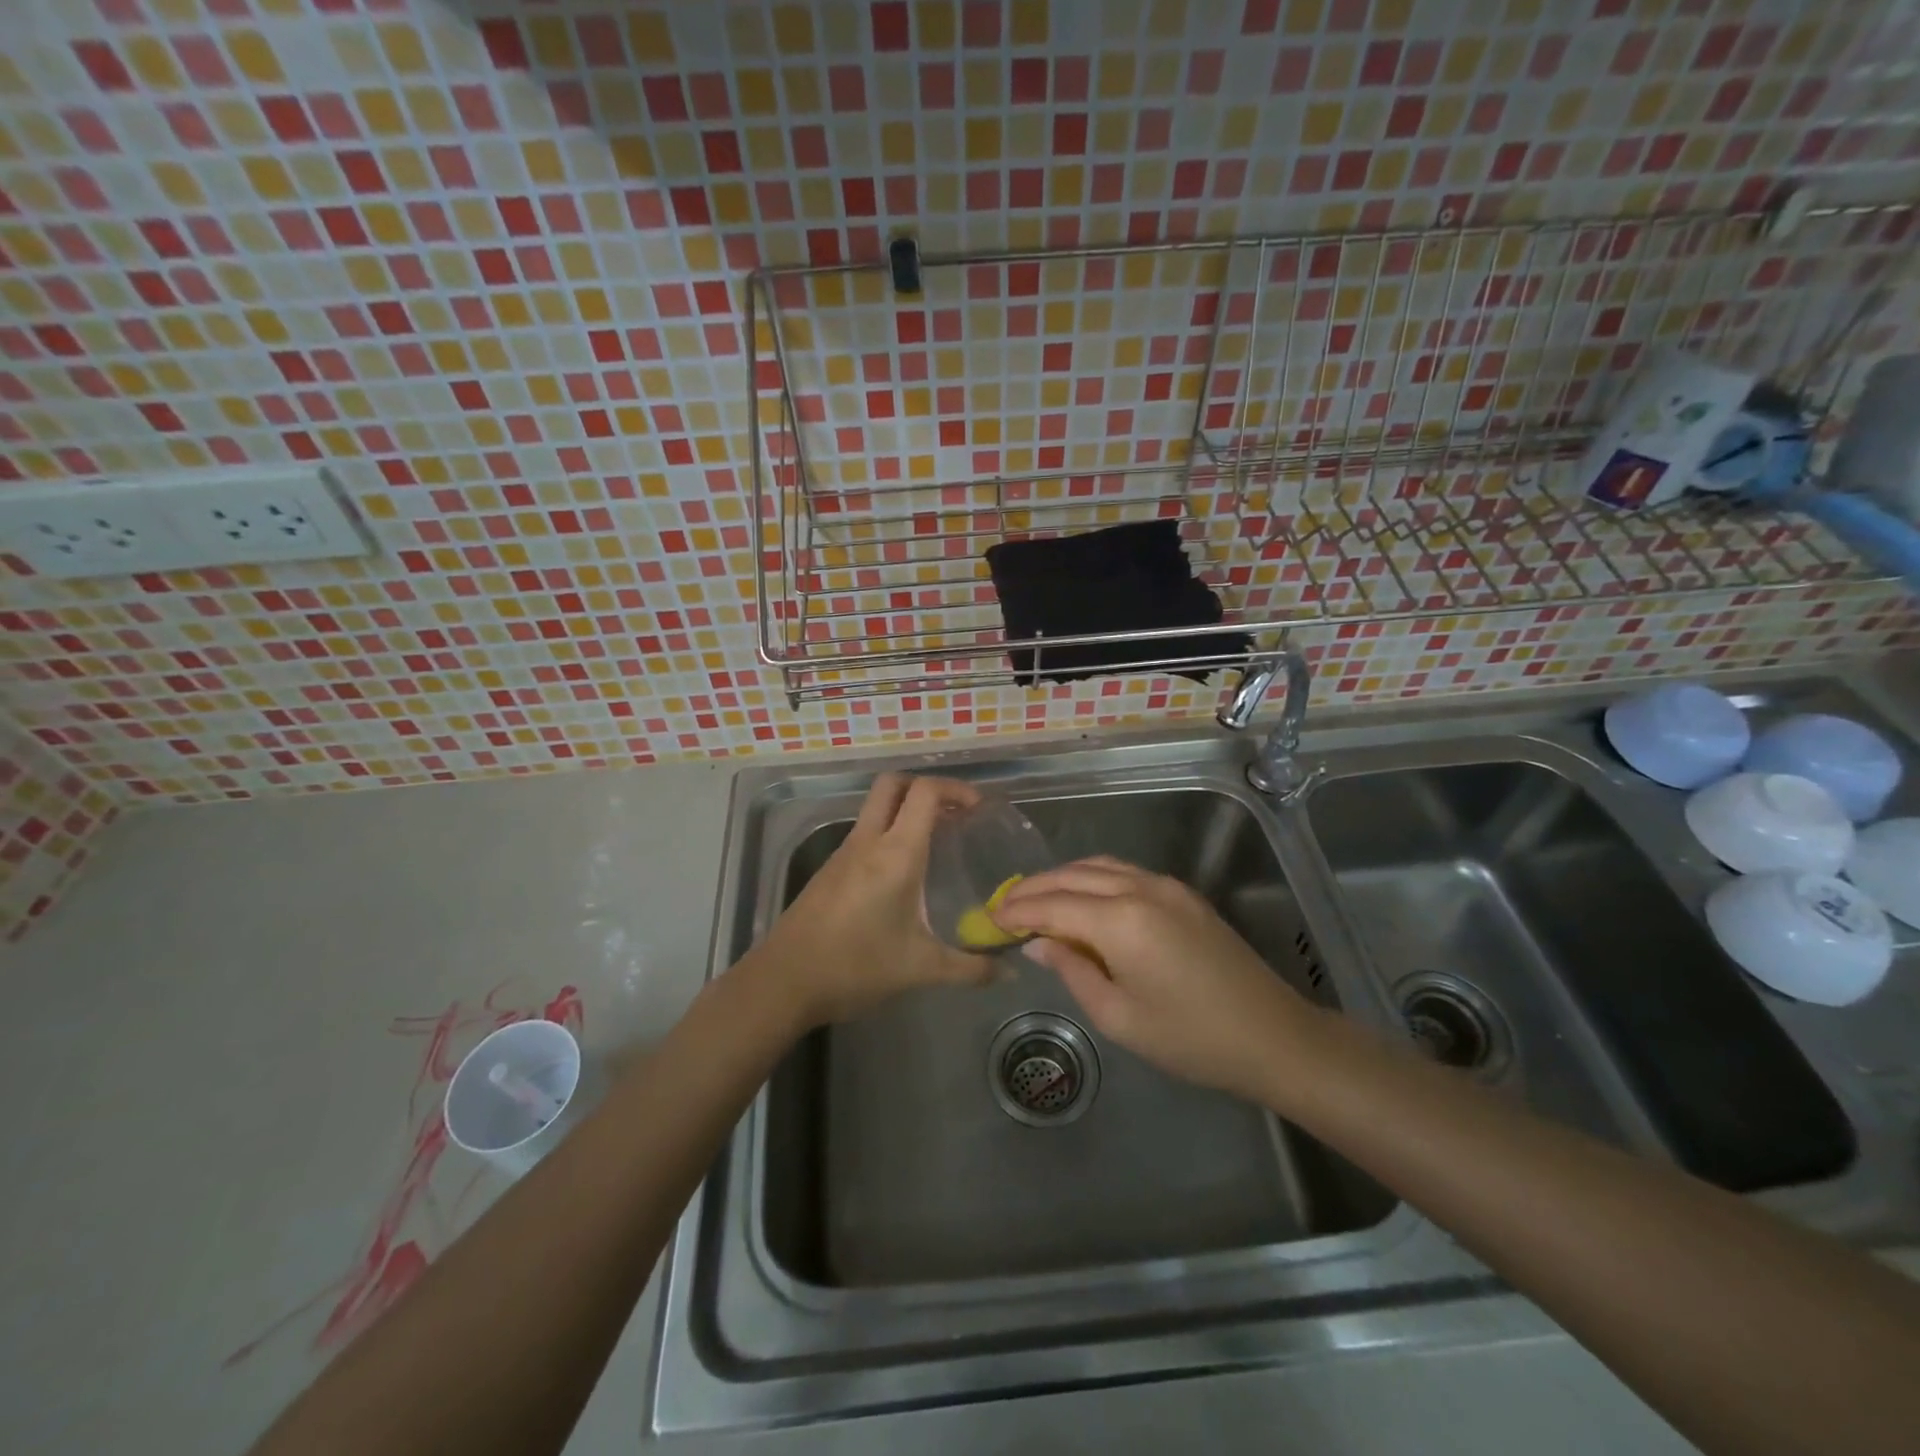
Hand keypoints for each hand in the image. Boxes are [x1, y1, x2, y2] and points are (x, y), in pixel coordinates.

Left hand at [750, 773, 997, 1027]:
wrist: (783, 982)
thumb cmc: (855, 967)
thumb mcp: (920, 969)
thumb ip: (970, 969)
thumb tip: (1009, 972)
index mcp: (895, 853)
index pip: (925, 793)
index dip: (955, 789)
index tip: (979, 808)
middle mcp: (868, 841)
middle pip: (893, 784)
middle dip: (926, 787)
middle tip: (955, 814)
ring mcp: (844, 852)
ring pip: (875, 807)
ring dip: (906, 809)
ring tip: (937, 840)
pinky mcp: (830, 869)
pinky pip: (865, 832)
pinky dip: (888, 832)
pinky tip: (903, 871)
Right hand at [994, 856, 1315, 1103]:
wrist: (1273, 1036)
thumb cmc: (1190, 1039)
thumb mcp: (1119, 1017)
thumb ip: (1072, 971)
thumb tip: (1038, 944)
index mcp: (1121, 921)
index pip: (1053, 904)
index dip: (1018, 910)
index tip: (990, 918)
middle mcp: (1140, 888)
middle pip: (1072, 875)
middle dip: (1034, 888)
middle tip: (1005, 907)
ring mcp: (1165, 886)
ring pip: (1098, 866)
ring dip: (1062, 878)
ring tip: (1037, 900)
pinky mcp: (1183, 893)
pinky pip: (1124, 872)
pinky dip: (1092, 878)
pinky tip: (1082, 899)